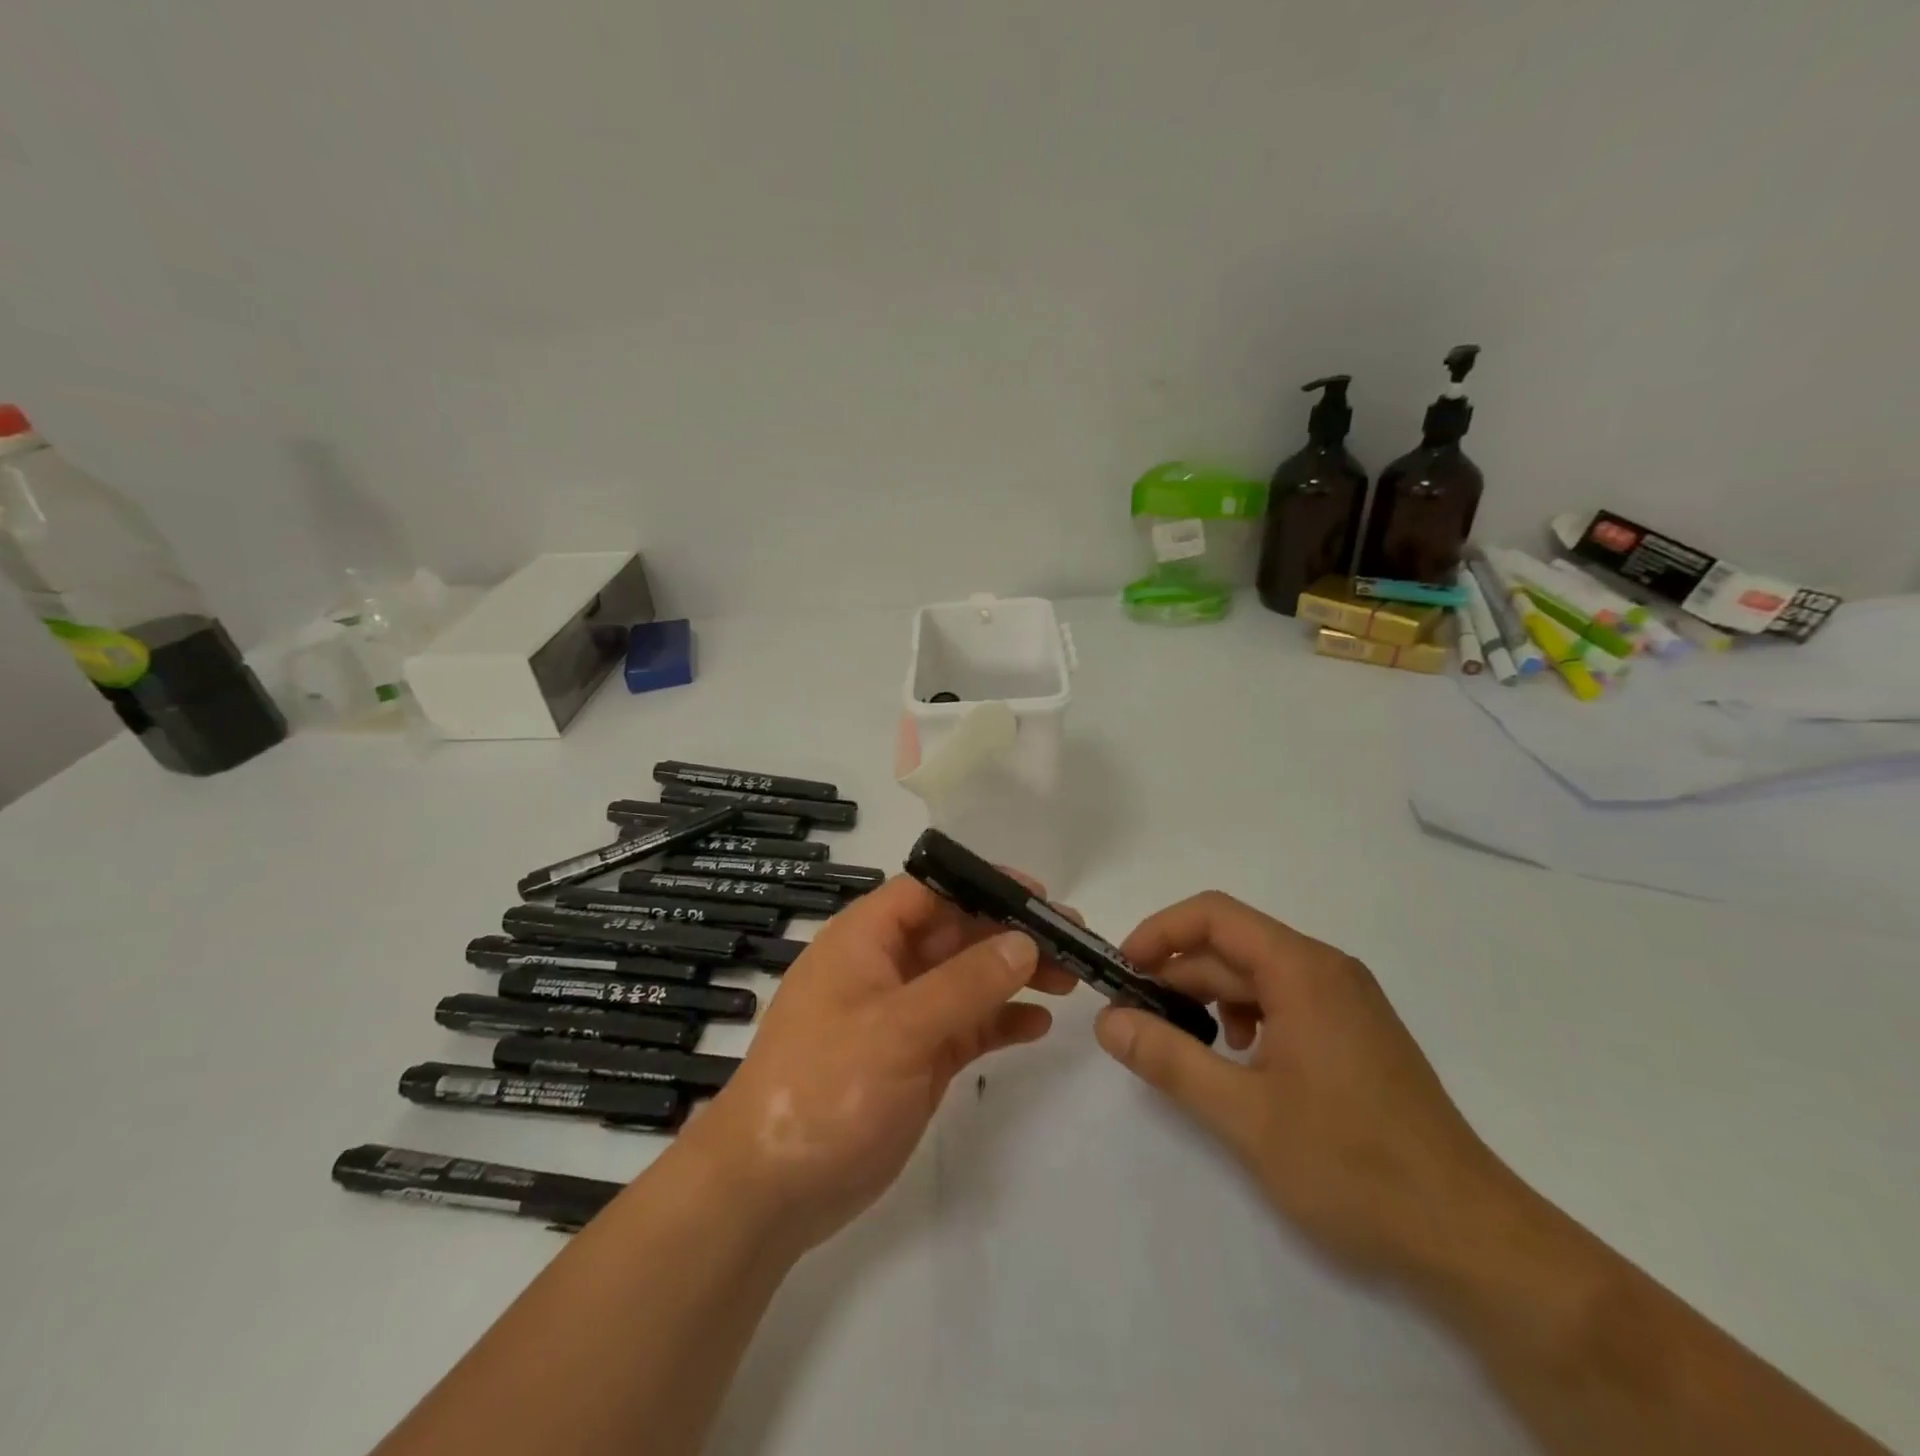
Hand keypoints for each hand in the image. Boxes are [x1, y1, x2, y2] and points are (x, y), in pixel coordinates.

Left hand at [678, 875, 1075, 1254]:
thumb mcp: (896, 1028)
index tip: (1040, 897)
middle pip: (958, 932)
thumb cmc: (824, 1088)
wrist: (770, 1190)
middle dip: (1012, 933)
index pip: (931, 889)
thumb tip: (1024, 941)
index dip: (984, 885)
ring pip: (968, 978)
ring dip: (1015, 975)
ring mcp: (903, 1015)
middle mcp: (886, 966)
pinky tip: (1039, 1025)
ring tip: (1071, 979)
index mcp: (866, 938)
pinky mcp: (917, 1058)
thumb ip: (965, 983)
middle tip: (1074, 942)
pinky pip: (968, 1025)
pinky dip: (1001, 1020)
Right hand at [1096, 892, 1516, 1284]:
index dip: (1159, 932)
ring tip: (1182, 1045)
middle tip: (1134, 1020)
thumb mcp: (1243, 1115)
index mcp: (1303, 970)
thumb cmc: (1353, 1167)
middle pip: (1232, 946)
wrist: (1471, 1238)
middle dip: (1176, 974)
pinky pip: (1284, 1000)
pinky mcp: (1356, 1033)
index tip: (1123, 973)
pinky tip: (1239, 1061)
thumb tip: (1108, 1021)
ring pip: (1256, 975)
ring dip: (1208, 997)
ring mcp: (1347, 1001)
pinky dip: (1245, 1016)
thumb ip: (1169, 1059)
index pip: (1214, 915)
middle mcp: (1327, 970)